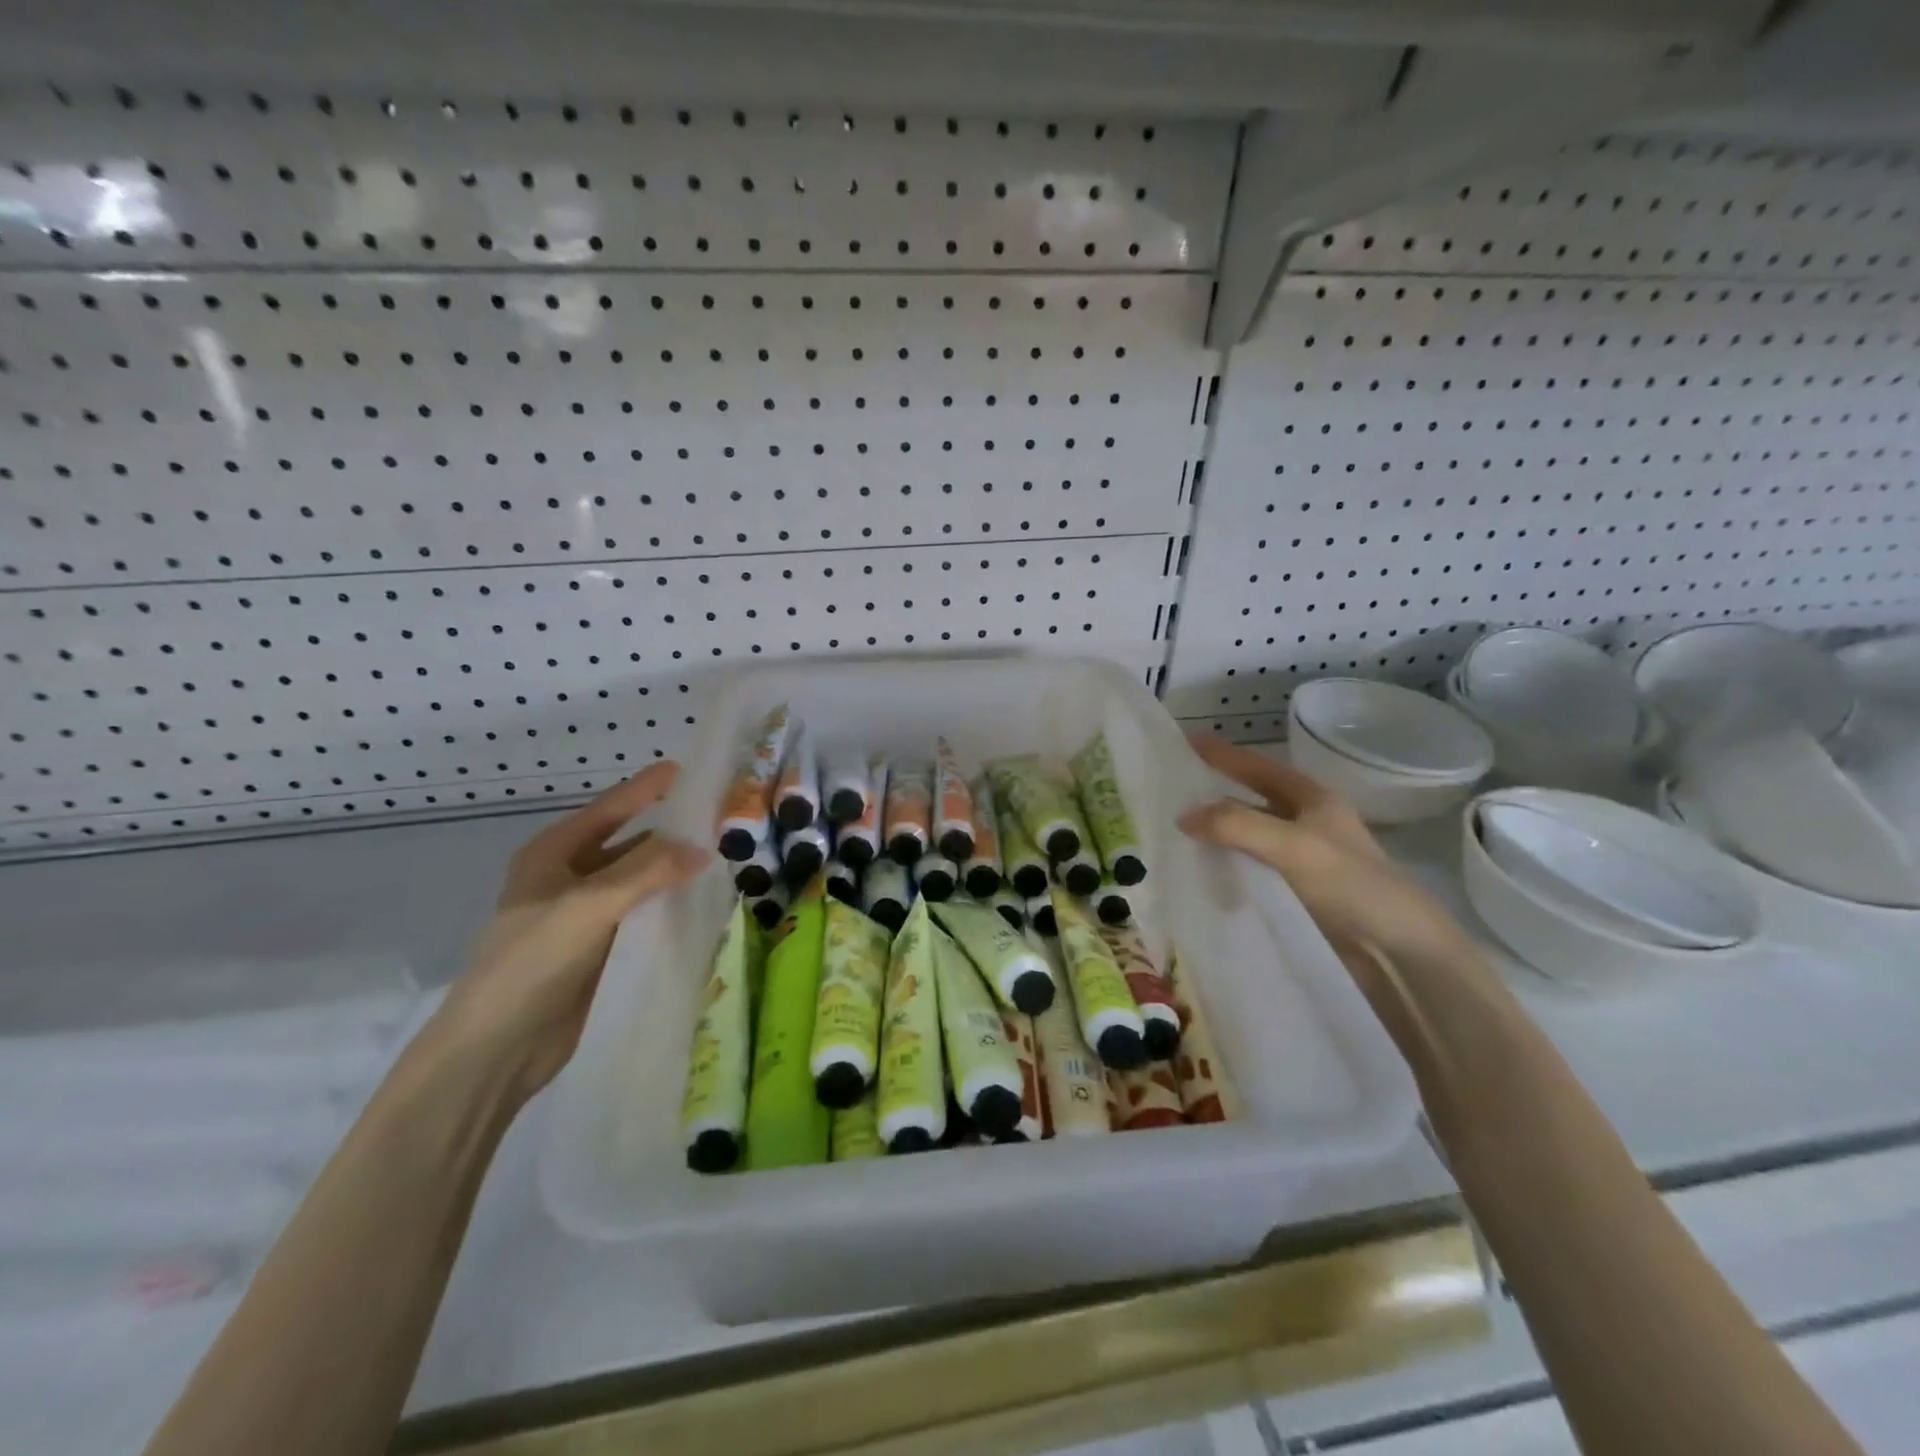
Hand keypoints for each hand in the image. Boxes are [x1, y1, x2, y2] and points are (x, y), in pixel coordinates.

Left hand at [425, 763, 707, 1102]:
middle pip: (631, 842)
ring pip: (643, 882)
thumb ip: (647, 871)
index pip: (612, 807)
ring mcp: (588, 915)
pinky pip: (646, 917)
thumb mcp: (588, 905)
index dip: (650, 788)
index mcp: (554, 854)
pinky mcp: (604, 949)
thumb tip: (703, 849)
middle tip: (724, 819)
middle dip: (672, 831)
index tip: (693, 770)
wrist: (498, 1050)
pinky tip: (708, 904)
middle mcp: (571, 877)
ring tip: (728, 858)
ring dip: (676, 872)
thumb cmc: (532, 962)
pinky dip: (673, 908)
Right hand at [1177, 735, 1475, 974]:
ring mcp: (1301, 862)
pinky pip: (1250, 871)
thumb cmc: (1352, 886)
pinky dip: (1225, 867)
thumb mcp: (1293, 845)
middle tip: (1169, 790)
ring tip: (1173, 832)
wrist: (1398, 954)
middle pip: (1251, 800)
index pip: (1258, 767)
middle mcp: (1307, 825)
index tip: (1185, 740)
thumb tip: (1183, 817)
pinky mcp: (1295, 895)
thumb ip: (1237, 825)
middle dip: (1214, 793)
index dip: (1223, 754)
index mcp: (1313, 800)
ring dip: (1216, 834)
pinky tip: (1199, 873)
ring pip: (1248, 837)